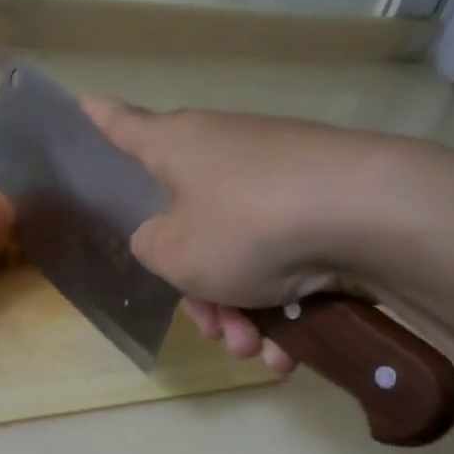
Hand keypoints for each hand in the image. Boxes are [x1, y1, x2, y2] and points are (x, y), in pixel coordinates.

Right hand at [82, 98, 391, 373]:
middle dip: (200, 293)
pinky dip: (282, 307)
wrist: (368, 216)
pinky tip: (288, 352)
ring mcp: (277, 179)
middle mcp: (225, 154)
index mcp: (178, 147)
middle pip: (190, 226)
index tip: (85, 102)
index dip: (102, 120)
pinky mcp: (321, 207)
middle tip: (216, 331)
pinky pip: (283, 262)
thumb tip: (164, 238)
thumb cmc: (246, 226)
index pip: (125, 127)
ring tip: (256, 351)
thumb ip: (151, 247)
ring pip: (239, 256)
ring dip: (241, 313)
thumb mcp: (173, 252)